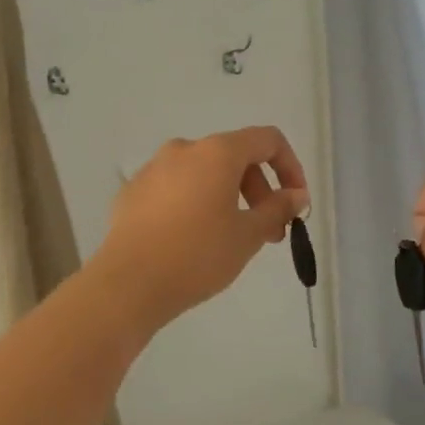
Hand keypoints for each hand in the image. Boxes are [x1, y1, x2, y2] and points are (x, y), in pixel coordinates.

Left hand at [93, 127, 309, 335]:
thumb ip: (278, 209)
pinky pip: (176, 189)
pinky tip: (193, 240)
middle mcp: (184, 149)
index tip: (295, 203)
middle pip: (234, 157)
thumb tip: (296, 195)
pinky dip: (195, 204)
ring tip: (232, 238)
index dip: (290, 167)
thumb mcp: (248, 235)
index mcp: (217, 152)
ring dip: (228, 198)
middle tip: (269, 232)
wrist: (129, 284)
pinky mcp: (133, 192)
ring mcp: (154, 169)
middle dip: (259, 190)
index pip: (267, 140)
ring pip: (204, 173)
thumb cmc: (198, 255)